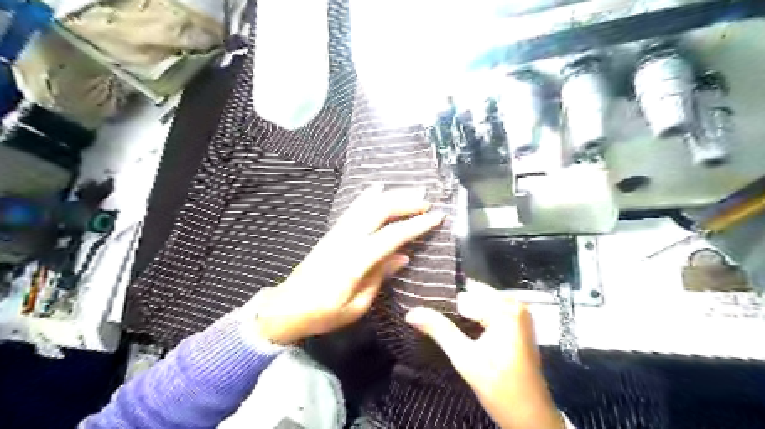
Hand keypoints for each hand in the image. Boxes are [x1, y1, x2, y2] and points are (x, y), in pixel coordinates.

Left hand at [253, 184, 441, 344]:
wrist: (286, 307)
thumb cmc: (323, 314)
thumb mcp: (356, 305)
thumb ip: (379, 277)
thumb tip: (402, 256)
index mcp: (354, 261)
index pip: (391, 236)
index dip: (416, 224)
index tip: (437, 216)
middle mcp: (346, 240)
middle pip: (378, 211)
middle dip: (405, 202)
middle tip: (427, 200)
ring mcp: (336, 233)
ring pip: (366, 205)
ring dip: (390, 195)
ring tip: (411, 190)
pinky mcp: (331, 233)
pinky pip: (353, 209)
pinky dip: (367, 197)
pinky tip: (377, 189)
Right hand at [406, 283, 559, 428]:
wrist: (531, 417)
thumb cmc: (500, 387)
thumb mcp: (465, 358)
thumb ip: (439, 330)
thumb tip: (411, 312)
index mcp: (505, 308)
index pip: (464, 294)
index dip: (442, 304)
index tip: (423, 311)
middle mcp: (514, 304)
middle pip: (472, 295)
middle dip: (452, 307)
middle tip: (428, 319)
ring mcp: (518, 313)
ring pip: (479, 302)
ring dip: (461, 313)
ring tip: (439, 324)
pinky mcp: (517, 324)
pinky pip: (488, 310)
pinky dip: (473, 318)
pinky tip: (459, 329)